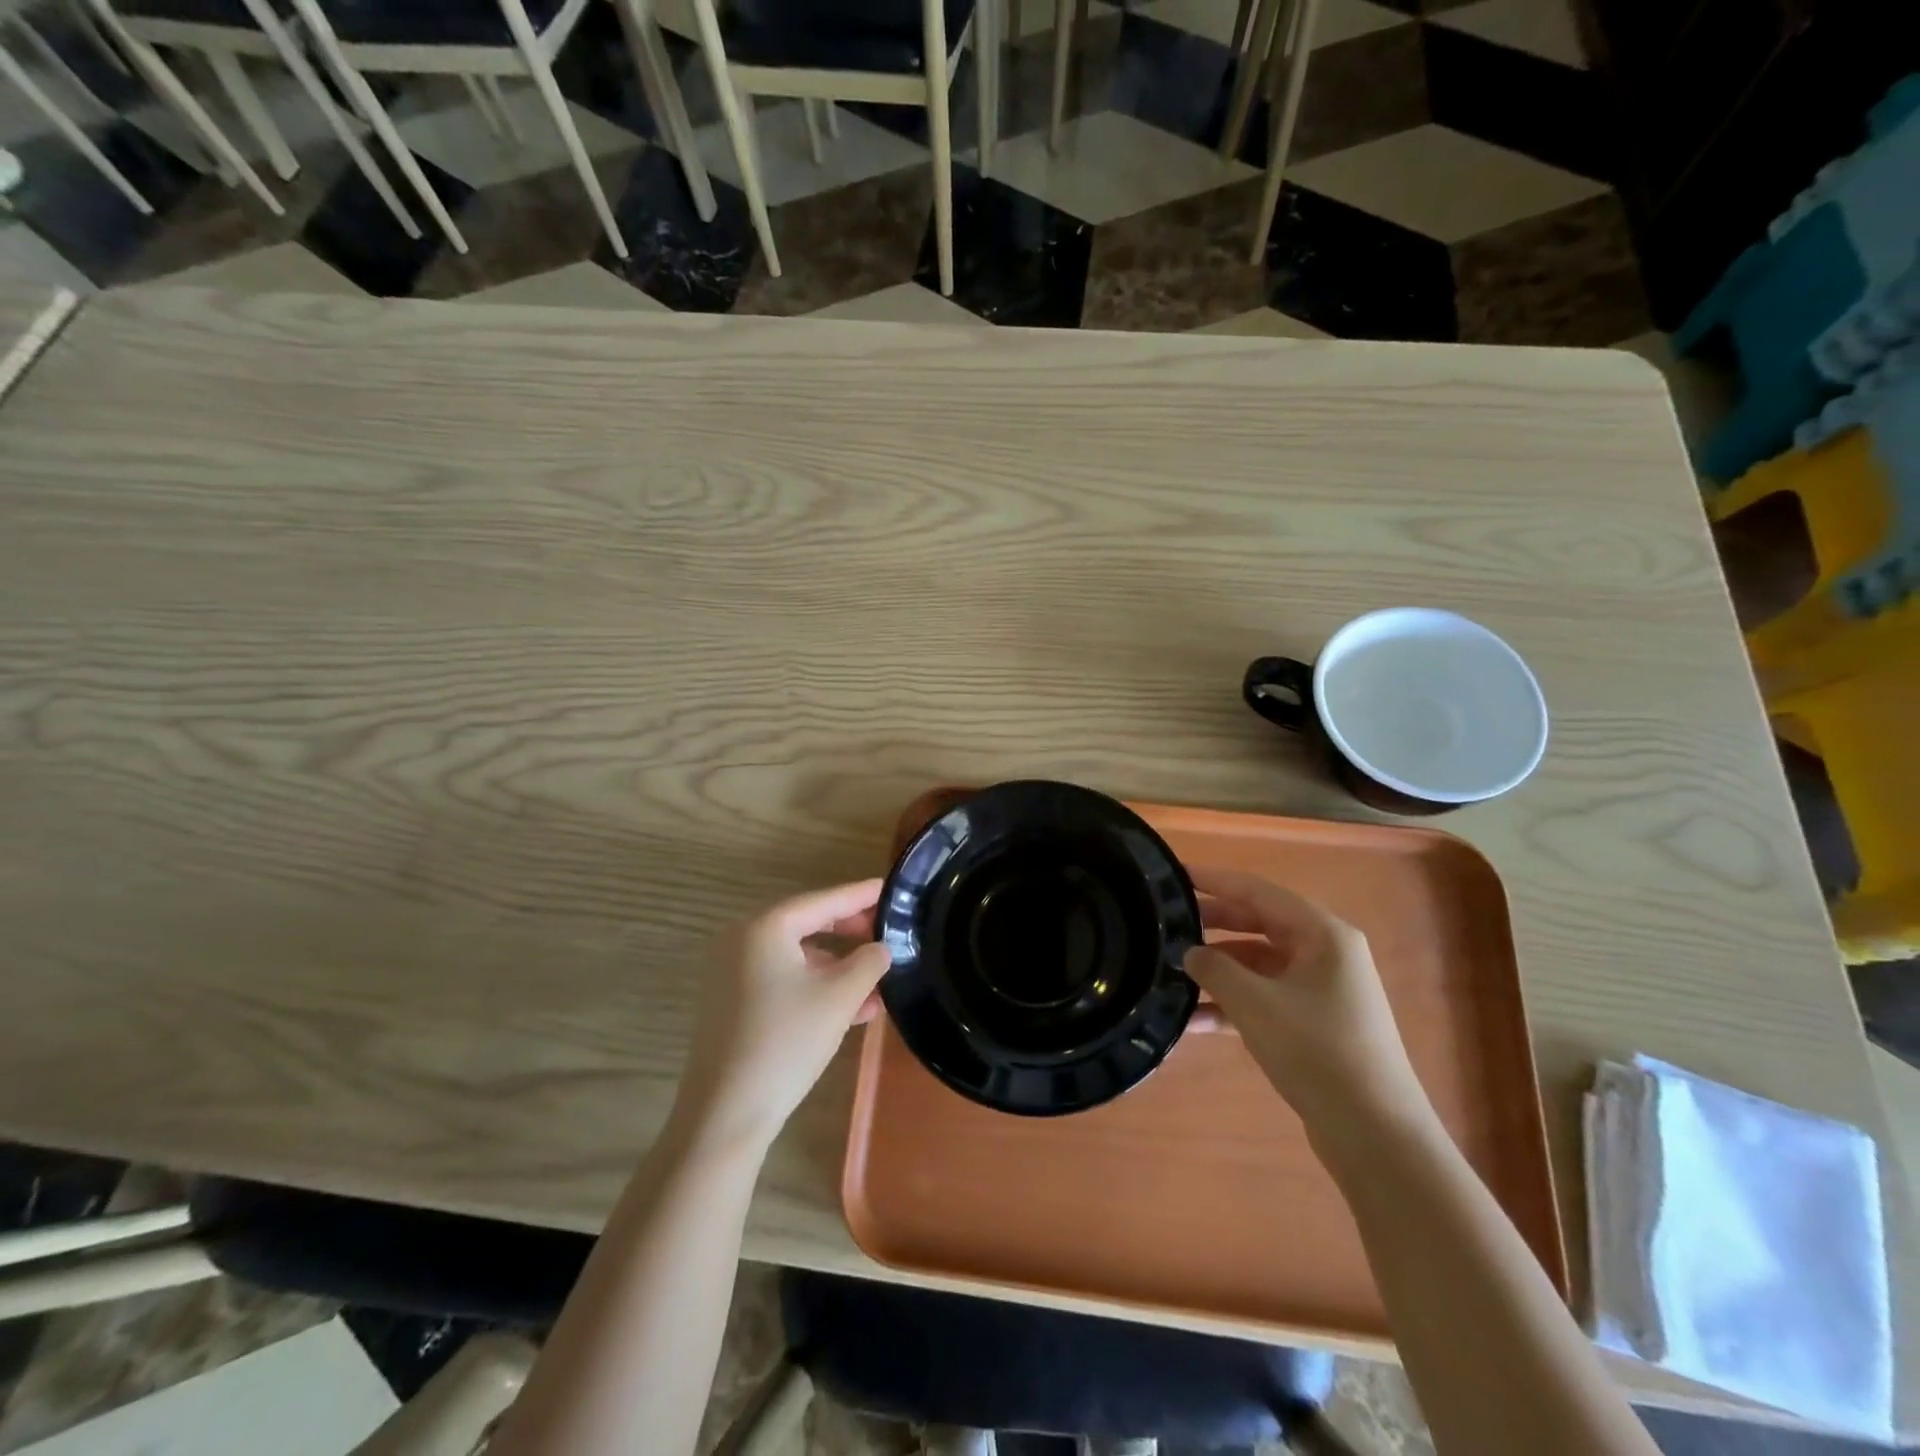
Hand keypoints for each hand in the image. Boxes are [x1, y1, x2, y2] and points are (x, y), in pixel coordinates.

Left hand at [672, 879, 892, 1154]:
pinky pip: (783, 980)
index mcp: (765, 928)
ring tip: (880, 980)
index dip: (860, 895)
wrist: (725, 1115)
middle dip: (851, 932)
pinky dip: (816, 987)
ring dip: (839, 967)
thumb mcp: (839, 998)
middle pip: (808, 925)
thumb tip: (881, 948)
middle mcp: (743, 940)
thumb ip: (868, 963)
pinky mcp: (733, 1003)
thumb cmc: (786, 1043)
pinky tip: (854, 1007)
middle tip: (888, 933)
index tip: (890, 888)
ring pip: (798, 957)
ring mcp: (733, 973)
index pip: (823, 901)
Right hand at [1186, 866, 1428, 1133]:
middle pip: (1259, 924)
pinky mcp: (1313, 1023)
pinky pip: (1265, 998)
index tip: (1174, 875)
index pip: (1258, 891)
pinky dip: (1232, 1004)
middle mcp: (1325, 953)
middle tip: (1166, 922)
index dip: (1215, 881)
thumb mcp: (1255, 1005)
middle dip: (1213, 924)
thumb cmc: (1317, 1053)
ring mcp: (1321, 990)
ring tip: (1171, 971)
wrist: (1375, 1136)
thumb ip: (1215, 970)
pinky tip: (1193, 1020)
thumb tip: (1190, 953)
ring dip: (1218, 969)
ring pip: (1258, 964)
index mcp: (1322, 934)